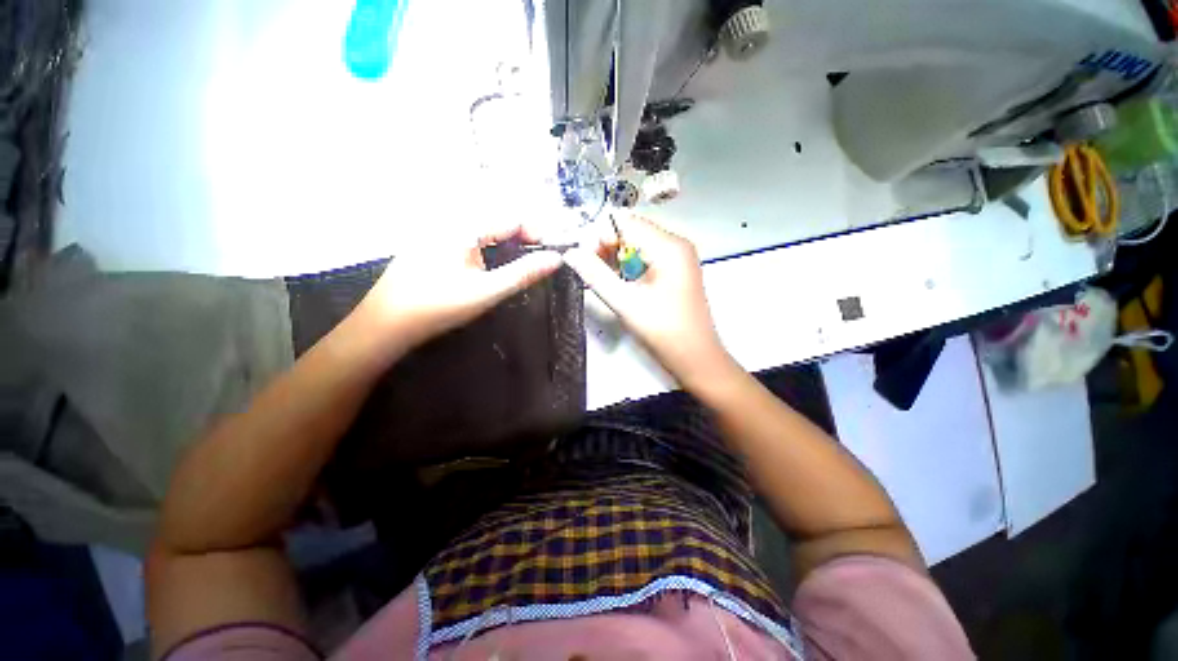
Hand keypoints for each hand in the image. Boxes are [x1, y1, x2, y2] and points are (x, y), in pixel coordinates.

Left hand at [358, 224, 562, 351]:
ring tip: (518, 265)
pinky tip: (489, 267)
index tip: (550, 254)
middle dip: (522, 238)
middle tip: (537, 262)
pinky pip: (468, 238)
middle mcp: (450, 220)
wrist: (387, 323)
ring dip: (505, 243)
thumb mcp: (488, 291)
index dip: (536, 233)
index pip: (512, 218)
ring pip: (483, 230)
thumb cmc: (439, 306)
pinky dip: (487, 248)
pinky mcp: (431, 244)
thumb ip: (524, 273)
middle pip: (498, 221)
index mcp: (464, 226)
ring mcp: (438, 231)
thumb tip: (557, 258)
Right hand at [563, 215, 734, 387]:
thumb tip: (570, 252)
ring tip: (608, 282)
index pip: (625, 222)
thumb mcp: (624, 302)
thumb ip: (595, 274)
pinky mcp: (677, 271)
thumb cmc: (663, 332)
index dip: (600, 236)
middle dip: (608, 249)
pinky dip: (630, 268)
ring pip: (638, 246)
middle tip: (593, 273)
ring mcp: (679, 258)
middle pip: (632, 232)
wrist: (696, 359)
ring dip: (617, 260)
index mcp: (668, 246)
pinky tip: (623, 286)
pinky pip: (647, 259)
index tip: (585, 259)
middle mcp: (676, 244)